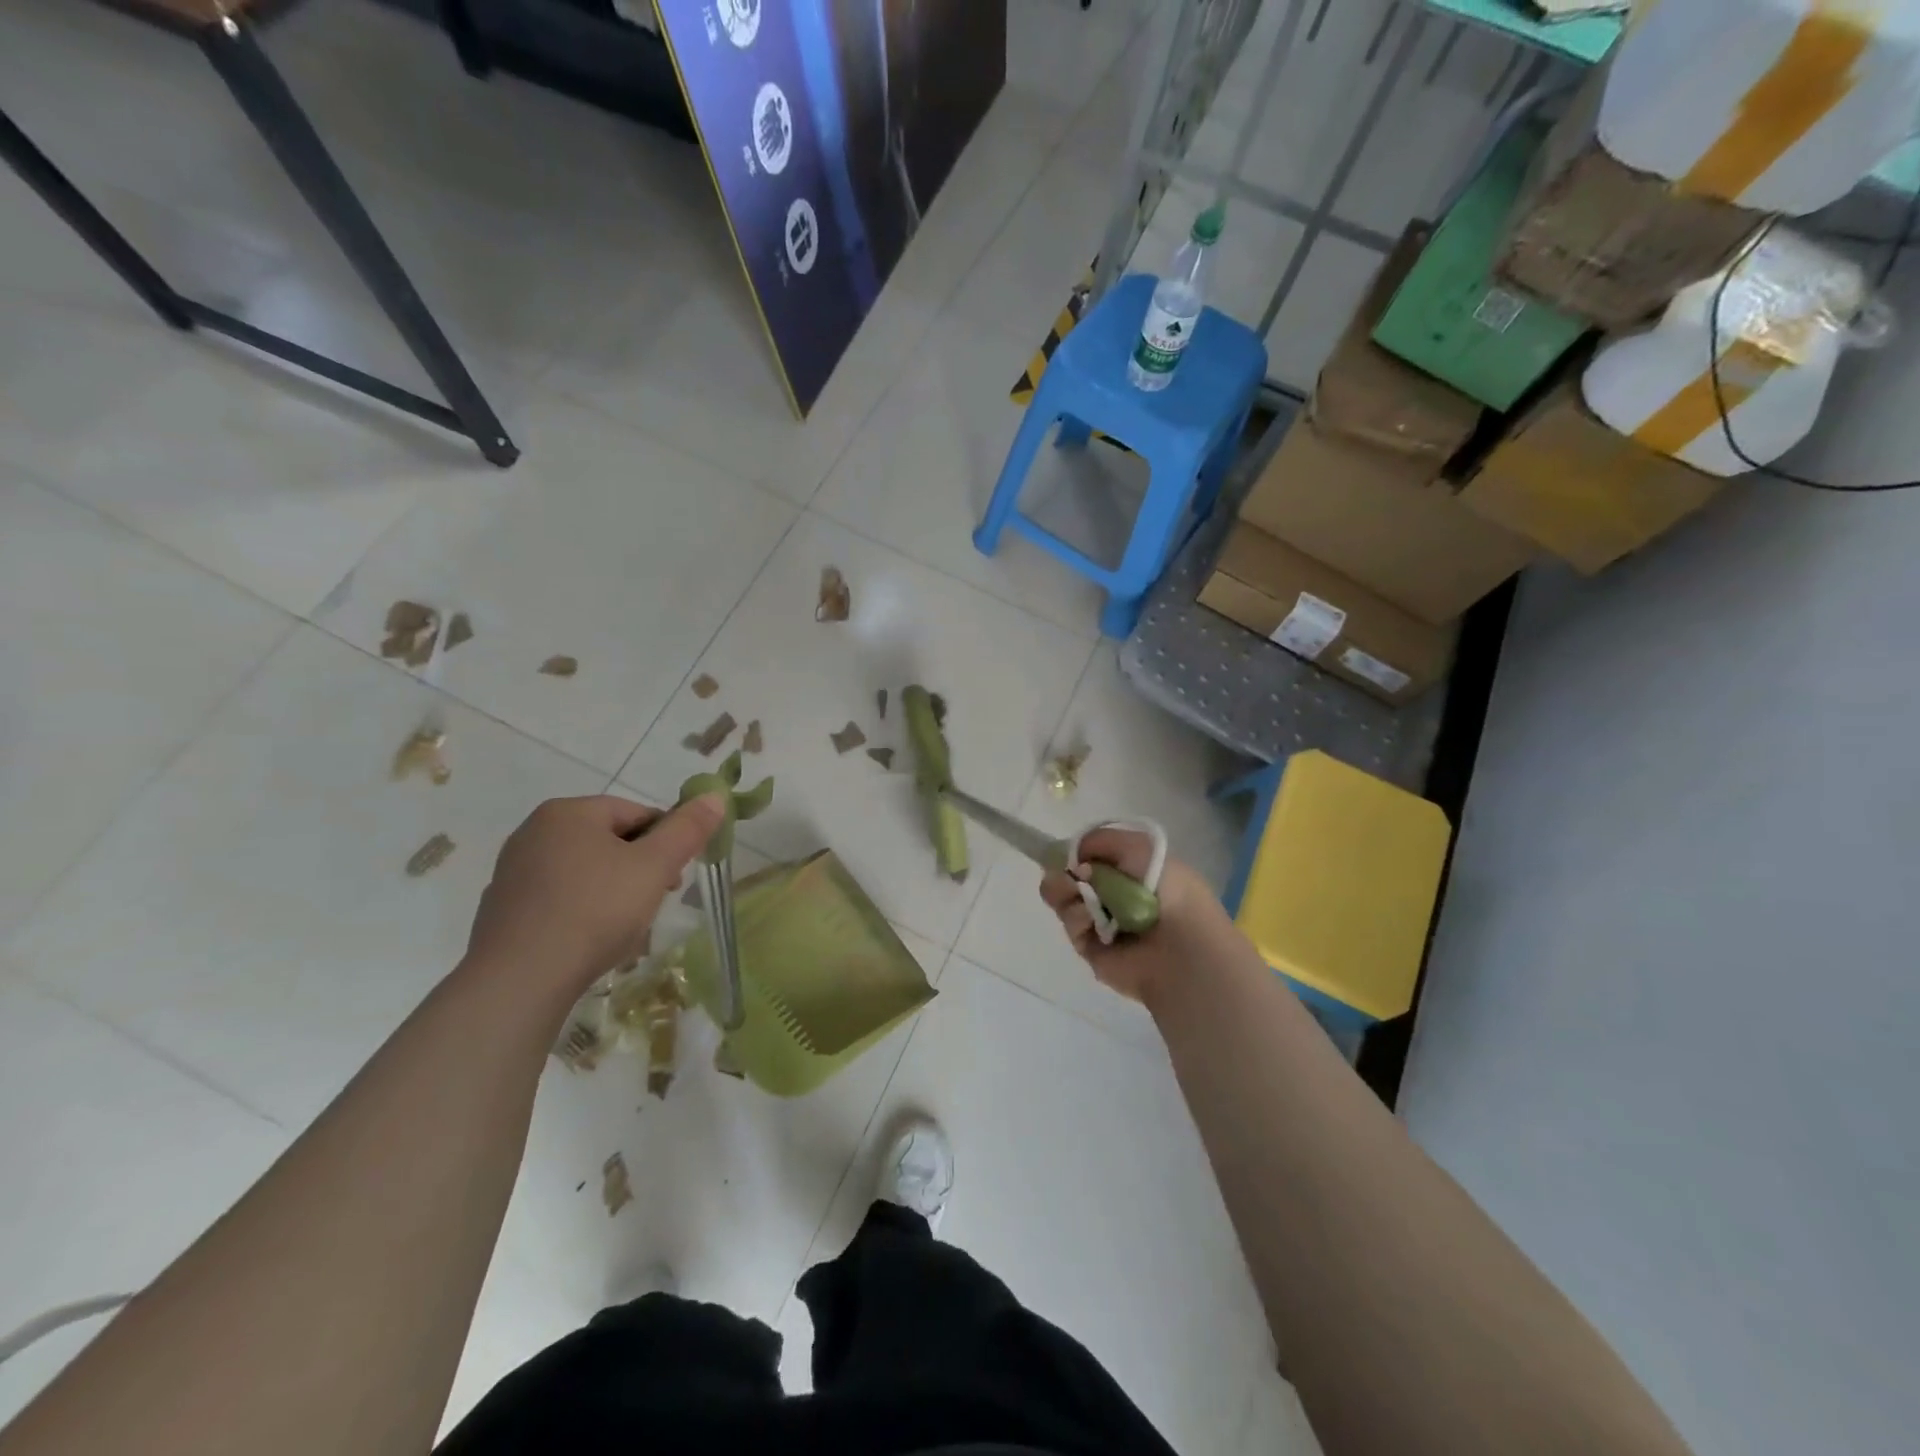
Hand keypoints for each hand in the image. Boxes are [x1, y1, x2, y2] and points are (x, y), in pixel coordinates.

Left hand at [466, 793, 724, 993]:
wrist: (520, 979)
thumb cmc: (595, 910)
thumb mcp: (655, 866)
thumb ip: (688, 829)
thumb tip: (715, 796)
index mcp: (568, 812)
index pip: (636, 813)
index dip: (666, 841)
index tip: (676, 877)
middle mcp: (534, 832)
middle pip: (609, 840)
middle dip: (640, 867)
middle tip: (656, 900)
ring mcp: (513, 871)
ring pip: (584, 870)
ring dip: (613, 889)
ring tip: (626, 925)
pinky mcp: (503, 908)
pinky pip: (558, 898)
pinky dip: (581, 910)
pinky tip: (591, 939)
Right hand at [1039, 827, 1228, 1004]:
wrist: (1180, 944)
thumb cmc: (1168, 890)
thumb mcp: (1139, 847)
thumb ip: (1100, 840)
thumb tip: (1073, 856)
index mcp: (1130, 871)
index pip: (1090, 857)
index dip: (1075, 853)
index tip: (1066, 852)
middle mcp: (1113, 895)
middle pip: (1070, 877)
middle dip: (1062, 871)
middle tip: (1065, 874)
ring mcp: (1100, 921)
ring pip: (1064, 899)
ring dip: (1065, 891)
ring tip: (1076, 892)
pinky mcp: (1091, 947)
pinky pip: (1071, 924)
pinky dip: (1077, 917)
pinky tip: (1091, 918)